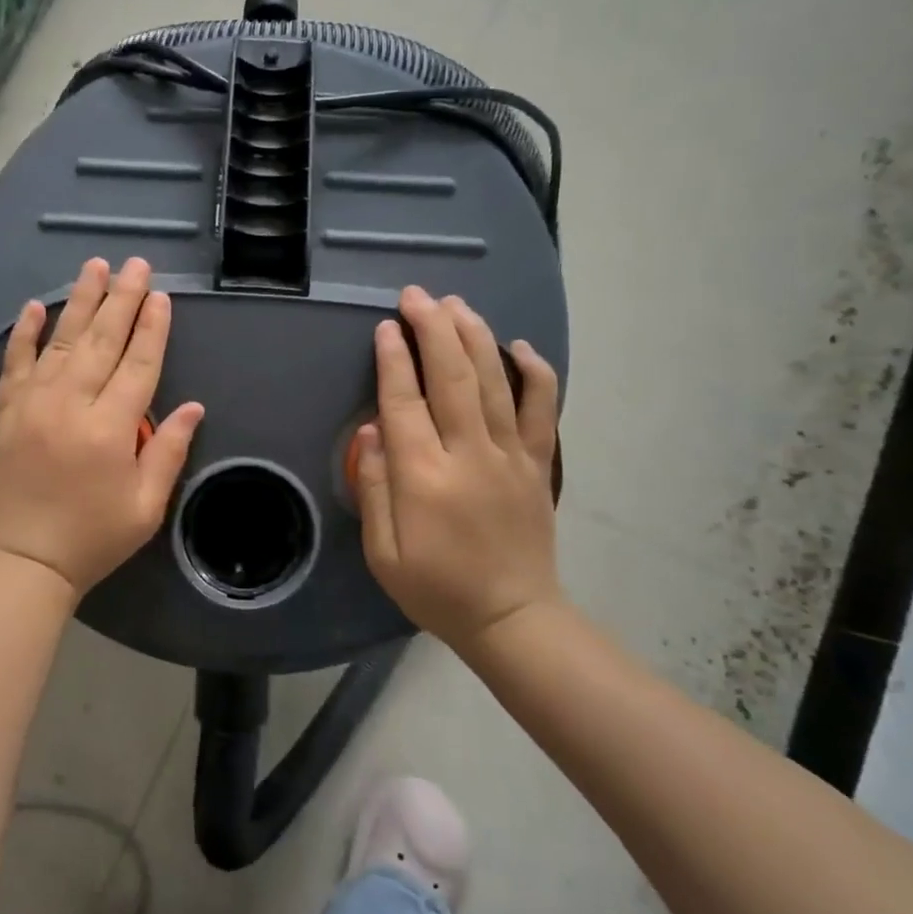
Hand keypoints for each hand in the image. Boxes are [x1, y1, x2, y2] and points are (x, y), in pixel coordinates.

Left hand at [0, 257, 204, 596]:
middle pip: (102, 340)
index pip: (139, 364)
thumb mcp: (145, 507)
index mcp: (110, 428)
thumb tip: (193, 407)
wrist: (21, 560)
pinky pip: (16, 361)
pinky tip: (36, 305)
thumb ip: (167, 451)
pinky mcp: (6, 410)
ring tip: (96, 266)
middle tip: (136, 264)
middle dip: (123, 299)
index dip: (153, 328)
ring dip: (81, 300)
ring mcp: (33, 403)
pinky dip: (25, 331)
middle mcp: (71, 404)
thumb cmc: (92, 538)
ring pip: (62, 340)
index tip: (162, 296)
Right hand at [353, 286, 561, 647]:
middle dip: (431, 329)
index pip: (404, 403)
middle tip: (416, 295)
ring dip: (473, 336)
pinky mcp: (538, 464)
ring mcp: (511, 456)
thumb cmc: (436, 588)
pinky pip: (542, 409)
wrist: (512, 618)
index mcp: (424, 478)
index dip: (393, 360)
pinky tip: (518, 345)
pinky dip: (534, 372)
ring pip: (494, 382)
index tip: (384, 326)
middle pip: (452, 377)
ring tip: (456, 303)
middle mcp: (470, 455)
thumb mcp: (383, 552)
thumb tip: (370, 430)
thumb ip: (373, 486)